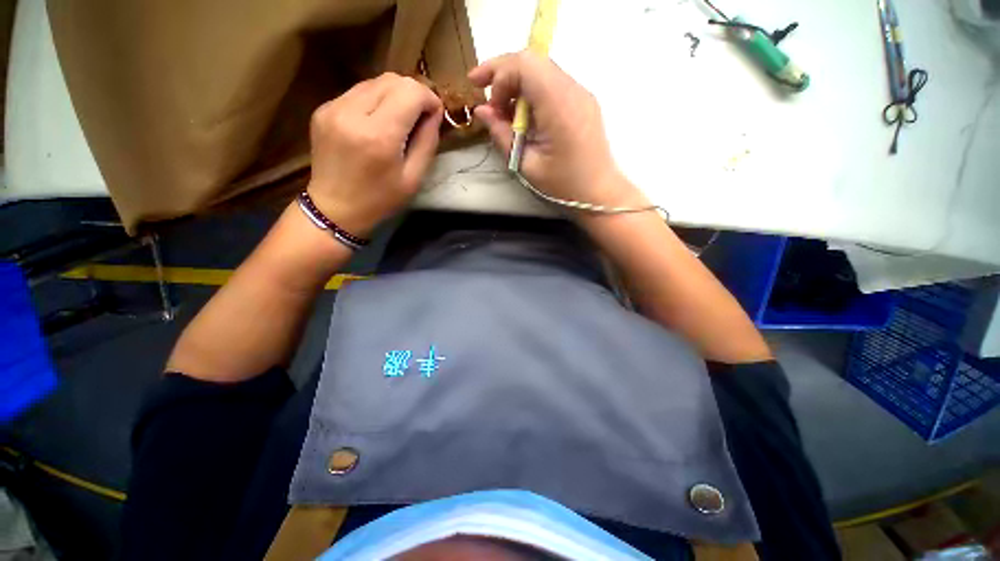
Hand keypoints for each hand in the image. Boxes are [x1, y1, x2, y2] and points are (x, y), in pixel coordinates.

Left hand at [307, 73, 442, 237]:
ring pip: (374, 81)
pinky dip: (376, 101)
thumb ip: (427, 142)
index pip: (410, 92)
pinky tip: (378, 122)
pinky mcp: (323, 109)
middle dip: (413, 94)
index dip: (429, 98)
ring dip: (395, 95)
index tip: (435, 115)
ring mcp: (333, 107)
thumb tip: (434, 113)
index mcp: (379, 136)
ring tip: (400, 120)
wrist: (334, 208)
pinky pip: (358, 92)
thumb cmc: (380, 200)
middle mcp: (352, 113)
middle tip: (420, 117)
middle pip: (392, 80)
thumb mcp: (413, 178)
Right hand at [468, 51, 647, 210]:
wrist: (599, 192)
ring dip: (515, 82)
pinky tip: (522, 113)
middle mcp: (573, 90)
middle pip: (532, 60)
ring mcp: (580, 93)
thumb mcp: (526, 165)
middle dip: (501, 70)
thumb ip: (502, 135)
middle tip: (478, 85)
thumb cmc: (563, 185)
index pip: (525, 65)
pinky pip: (551, 83)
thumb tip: (482, 111)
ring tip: (501, 108)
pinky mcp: (581, 101)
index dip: (499, 76)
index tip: (490, 106)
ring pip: (540, 69)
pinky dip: (530, 91)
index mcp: (559, 106)